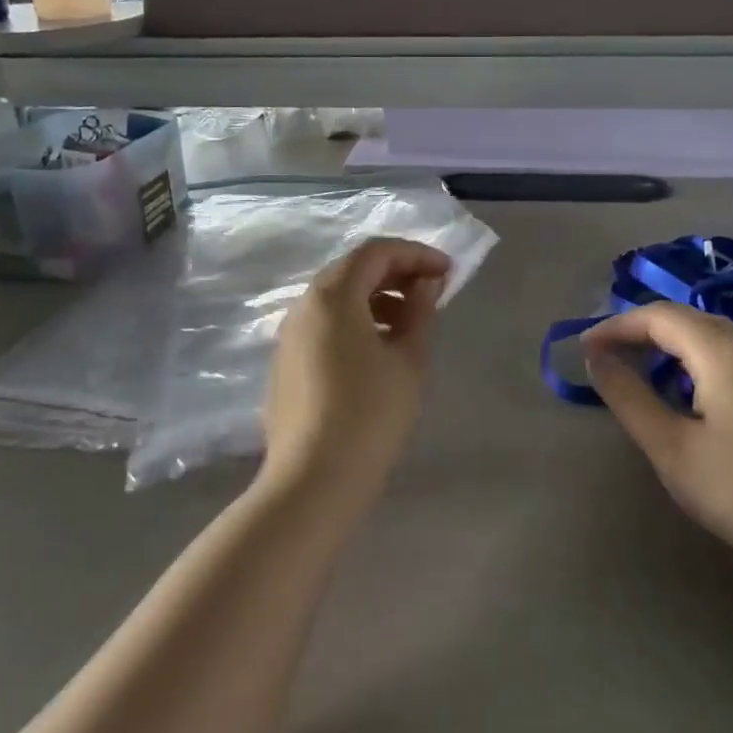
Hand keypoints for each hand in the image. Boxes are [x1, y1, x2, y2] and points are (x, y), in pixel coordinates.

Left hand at [262, 238, 449, 499]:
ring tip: (410, 324)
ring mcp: (289, 336)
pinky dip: (354, 322)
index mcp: (333, 296)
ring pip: (336, 299)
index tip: (447, 272)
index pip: (375, 252)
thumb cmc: (371, 414)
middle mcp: (303, 306)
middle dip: (395, 273)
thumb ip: (420, 311)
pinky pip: (323, 325)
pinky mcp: (285, 364)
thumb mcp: (408, 359)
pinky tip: (378, 351)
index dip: (415, 254)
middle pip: (352, 270)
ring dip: (375, 299)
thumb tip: (426, 283)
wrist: (314, 480)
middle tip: (431, 292)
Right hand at [582, 304, 732, 580]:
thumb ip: (628, 397)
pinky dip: (691, 359)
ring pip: (708, 335)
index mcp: (721, 352)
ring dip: (666, 343)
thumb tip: (596, 358)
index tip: (583, 350)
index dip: (615, 326)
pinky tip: (682, 391)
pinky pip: (726, 355)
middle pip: (685, 318)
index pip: (658, 316)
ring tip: (635, 369)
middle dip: (639, 329)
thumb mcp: (671, 447)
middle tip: (604, 356)